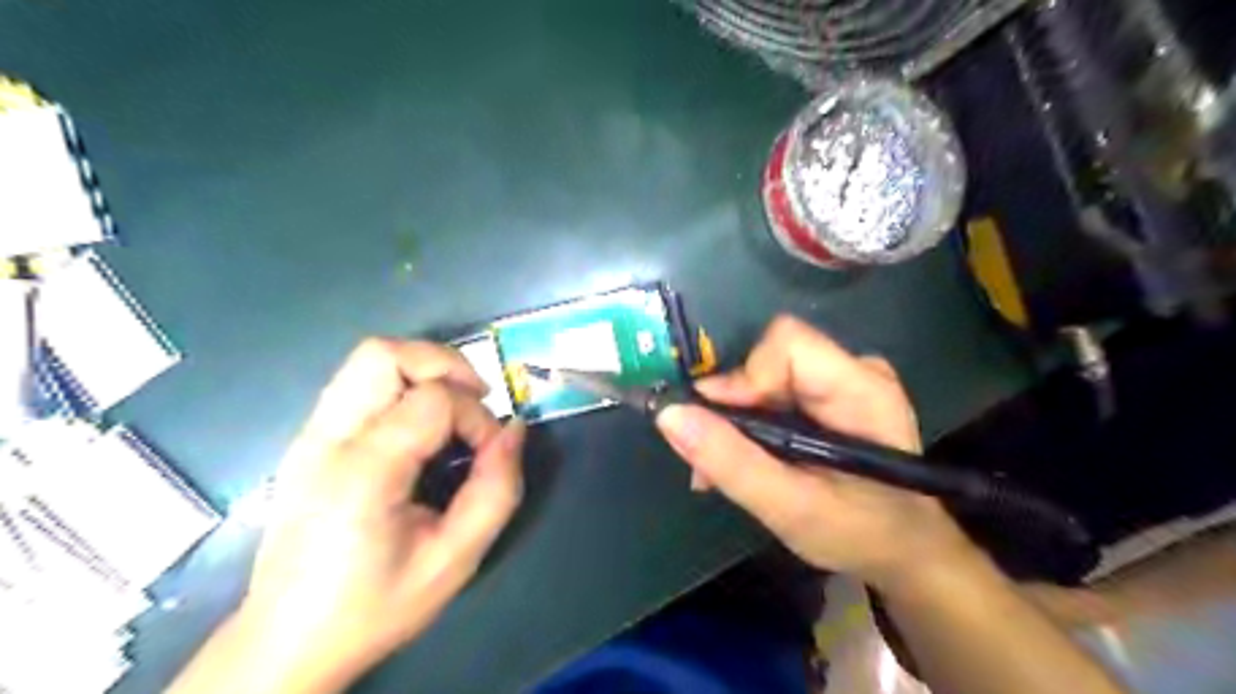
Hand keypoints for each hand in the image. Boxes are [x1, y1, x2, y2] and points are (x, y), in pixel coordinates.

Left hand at [231, 340, 518, 690]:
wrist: (286, 643)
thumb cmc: (374, 606)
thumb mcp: (455, 560)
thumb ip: (496, 490)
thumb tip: (514, 430)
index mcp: (363, 471)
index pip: (434, 400)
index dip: (476, 418)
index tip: (489, 454)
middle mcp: (328, 438)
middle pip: (385, 354)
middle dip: (444, 365)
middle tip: (475, 401)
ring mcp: (310, 435)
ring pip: (369, 359)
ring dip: (422, 370)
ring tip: (452, 409)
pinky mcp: (308, 440)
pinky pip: (359, 384)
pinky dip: (401, 386)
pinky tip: (420, 428)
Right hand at [656, 315, 975, 589]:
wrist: (902, 550)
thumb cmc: (858, 534)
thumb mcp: (788, 508)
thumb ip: (730, 461)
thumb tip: (669, 415)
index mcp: (862, 390)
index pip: (787, 344)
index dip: (745, 377)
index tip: (716, 424)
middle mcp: (855, 371)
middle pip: (770, 358)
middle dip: (732, 405)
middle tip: (708, 455)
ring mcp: (843, 380)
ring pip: (765, 374)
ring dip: (735, 418)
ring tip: (718, 467)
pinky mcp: (829, 394)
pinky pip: (774, 389)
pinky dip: (749, 421)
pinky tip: (741, 457)